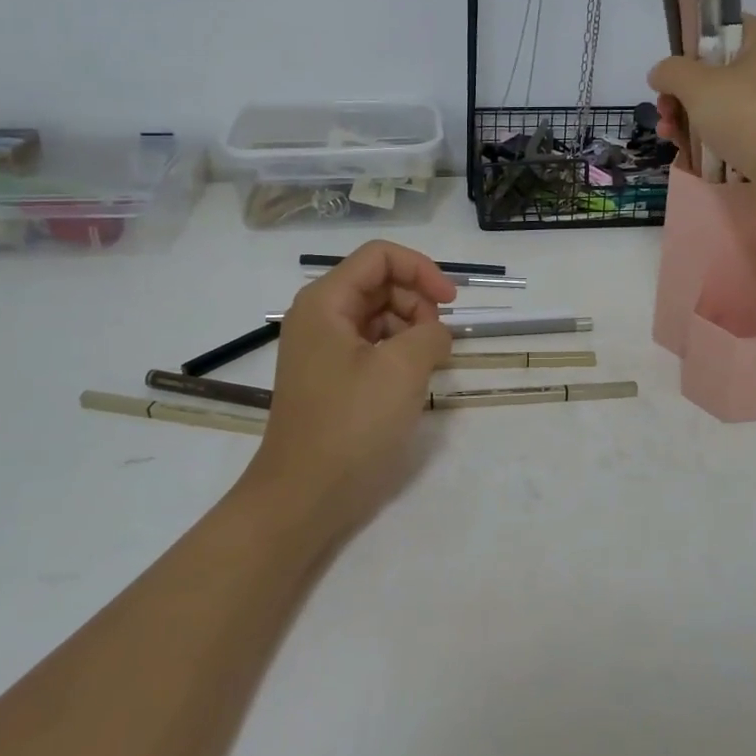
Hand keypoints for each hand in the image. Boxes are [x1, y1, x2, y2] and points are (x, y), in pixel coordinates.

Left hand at [236, 241, 455, 546]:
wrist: (303, 498)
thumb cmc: (350, 425)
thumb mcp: (402, 369)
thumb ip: (431, 333)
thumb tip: (436, 333)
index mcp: (325, 302)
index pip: (379, 256)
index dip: (421, 269)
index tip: (452, 302)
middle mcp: (319, 316)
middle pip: (379, 283)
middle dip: (417, 301)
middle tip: (439, 341)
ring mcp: (322, 348)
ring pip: (378, 314)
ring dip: (410, 328)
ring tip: (428, 362)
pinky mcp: (331, 376)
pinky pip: (371, 345)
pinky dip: (397, 351)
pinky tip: (412, 378)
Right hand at [649, 16, 755, 180]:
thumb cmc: (749, 114)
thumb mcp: (697, 86)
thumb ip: (671, 72)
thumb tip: (660, 73)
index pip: (719, 31)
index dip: (687, 53)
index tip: (670, 81)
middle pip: (718, 71)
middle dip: (683, 96)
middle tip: (665, 115)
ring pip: (727, 103)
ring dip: (693, 120)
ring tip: (672, 139)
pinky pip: (742, 128)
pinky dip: (717, 139)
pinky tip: (693, 156)